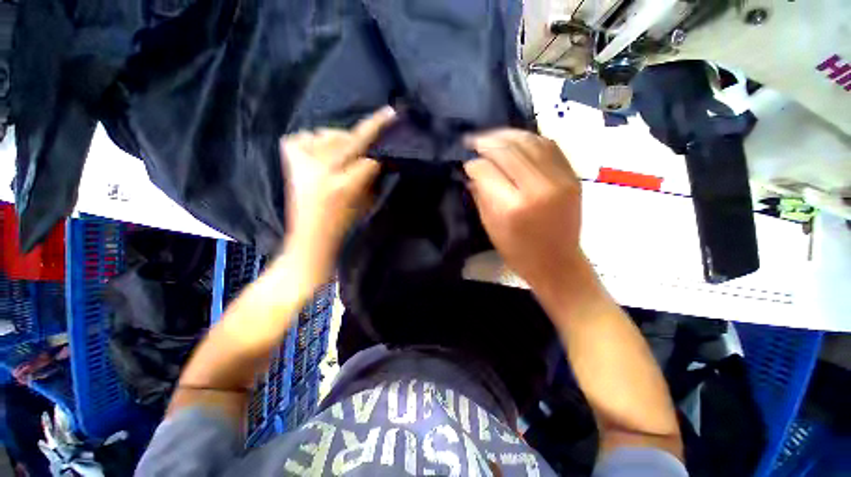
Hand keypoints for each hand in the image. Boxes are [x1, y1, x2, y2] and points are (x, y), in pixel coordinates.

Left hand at [280, 107, 395, 283]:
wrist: (310, 238)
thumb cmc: (344, 226)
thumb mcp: (368, 204)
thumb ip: (373, 178)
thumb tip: (378, 156)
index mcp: (343, 187)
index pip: (370, 159)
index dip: (382, 148)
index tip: (392, 120)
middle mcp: (321, 171)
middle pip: (350, 139)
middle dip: (371, 128)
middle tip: (386, 117)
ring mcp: (301, 164)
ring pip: (328, 134)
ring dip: (341, 140)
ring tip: (345, 152)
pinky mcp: (289, 161)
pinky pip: (304, 137)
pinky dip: (314, 140)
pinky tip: (320, 152)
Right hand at [465, 129, 583, 291]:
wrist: (558, 263)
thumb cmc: (518, 251)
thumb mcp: (491, 227)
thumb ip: (480, 196)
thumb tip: (472, 171)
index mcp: (513, 206)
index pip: (487, 170)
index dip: (473, 163)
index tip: (466, 163)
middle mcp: (538, 188)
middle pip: (507, 150)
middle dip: (486, 142)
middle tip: (472, 141)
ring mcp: (559, 179)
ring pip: (529, 141)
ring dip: (506, 135)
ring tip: (491, 136)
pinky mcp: (572, 176)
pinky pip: (549, 146)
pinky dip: (529, 138)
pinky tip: (515, 139)